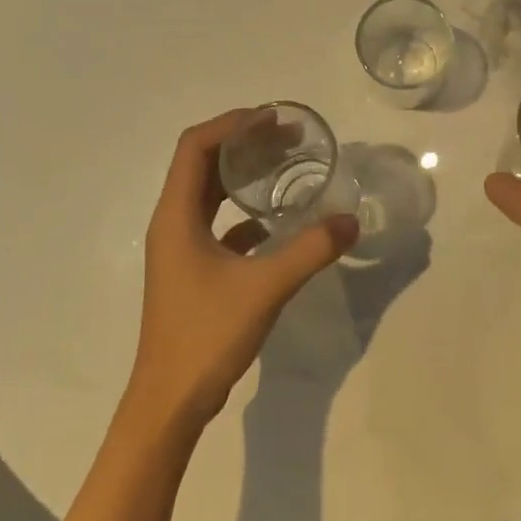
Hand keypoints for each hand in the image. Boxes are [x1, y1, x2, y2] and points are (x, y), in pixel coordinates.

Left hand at [128, 109, 359, 428]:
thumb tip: (351, 221)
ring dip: (241, 174)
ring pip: (208, 193)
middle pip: (202, 163)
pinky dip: (242, 212)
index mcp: (176, 215)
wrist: (169, 401)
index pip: (195, 146)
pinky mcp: (190, 269)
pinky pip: (215, 223)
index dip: (231, 124)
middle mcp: (172, 222)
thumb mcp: (265, 288)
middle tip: (287, 137)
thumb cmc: (206, 335)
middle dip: (242, 142)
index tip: (272, 119)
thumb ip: (310, 251)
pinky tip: (275, 221)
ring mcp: (179, 247)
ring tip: (284, 165)